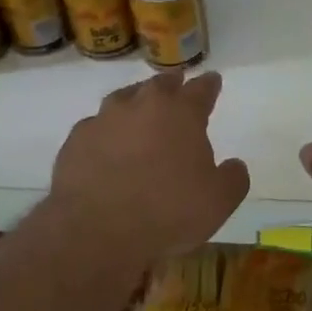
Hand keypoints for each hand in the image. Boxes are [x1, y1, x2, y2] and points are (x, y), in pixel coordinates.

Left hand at [48, 70, 250, 265]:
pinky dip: (105, 132)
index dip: (209, 85)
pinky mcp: (76, 139)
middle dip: (172, 85)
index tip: (213, 80)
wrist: (96, 230)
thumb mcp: (218, 202)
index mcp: (181, 113)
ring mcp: (105, 118)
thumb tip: (235, 165)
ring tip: (139, 111)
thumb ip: (233, 178)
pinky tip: (106, 146)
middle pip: (160, 85)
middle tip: (176, 87)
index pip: (201, 89)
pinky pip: (96, 127)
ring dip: (135, 102)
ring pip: (124, 98)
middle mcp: (143, 105)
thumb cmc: (167, 212)